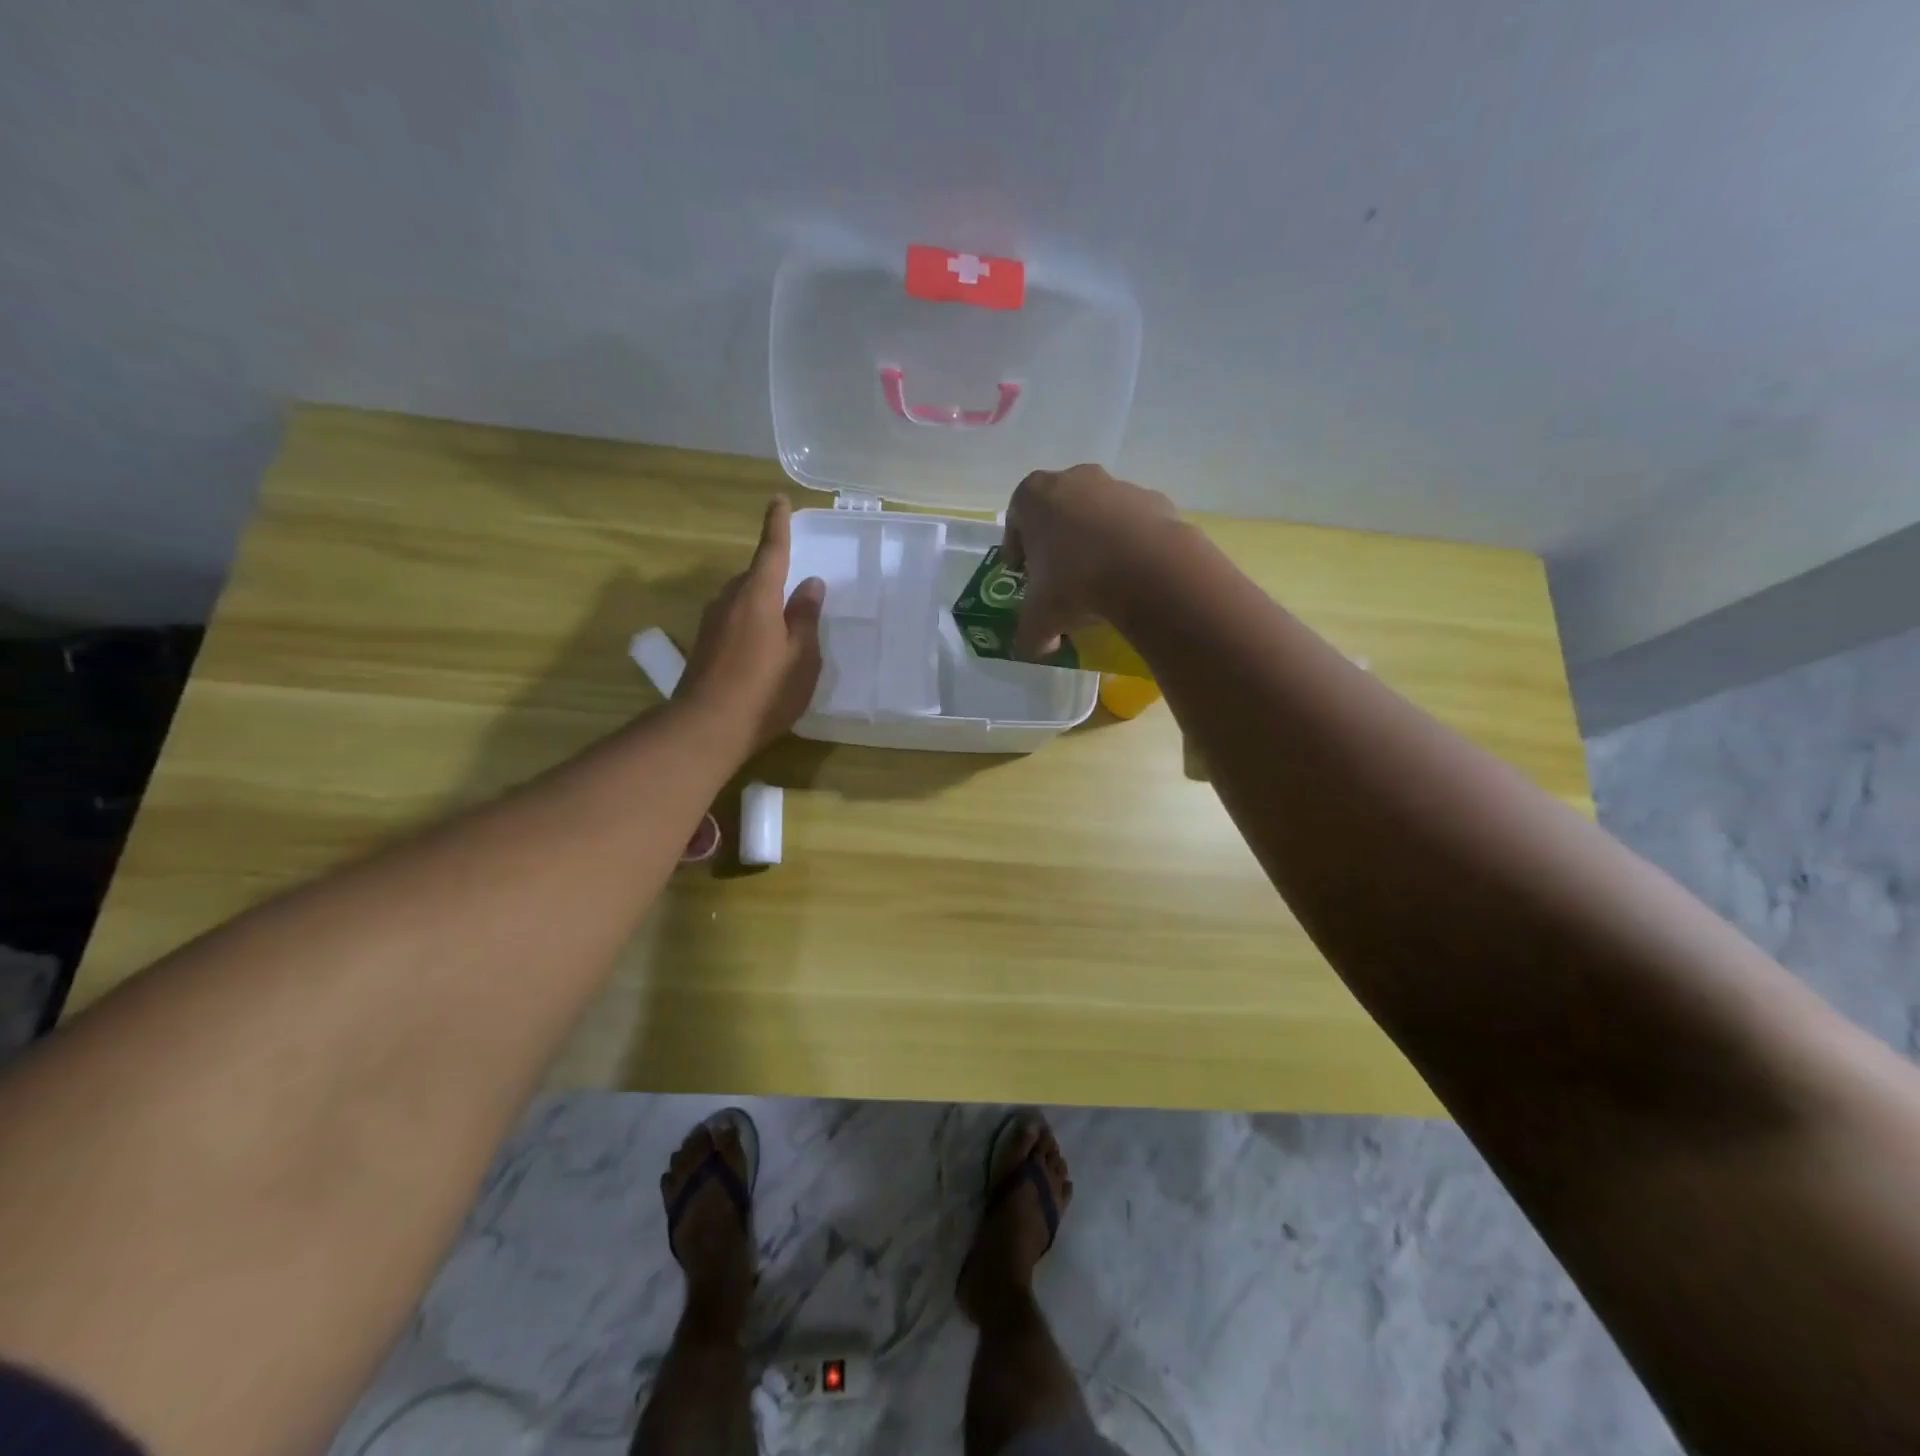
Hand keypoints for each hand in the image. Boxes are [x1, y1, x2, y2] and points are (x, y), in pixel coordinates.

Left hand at [679, 497, 825, 752]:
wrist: (706, 728)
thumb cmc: (765, 691)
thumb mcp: (801, 657)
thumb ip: (806, 618)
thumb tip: (811, 583)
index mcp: (758, 597)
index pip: (771, 551)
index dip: (777, 525)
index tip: (778, 500)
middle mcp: (730, 601)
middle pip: (754, 577)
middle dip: (774, 576)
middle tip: (797, 593)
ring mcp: (712, 623)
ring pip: (742, 600)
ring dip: (761, 604)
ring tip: (783, 628)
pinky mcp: (703, 645)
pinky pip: (733, 620)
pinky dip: (750, 623)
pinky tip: (761, 649)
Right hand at [1001, 465, 1179, 659]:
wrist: (1149, 570)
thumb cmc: (1075, 583)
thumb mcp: (1039, 620)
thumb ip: (1029, 635)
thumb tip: (1037, 649)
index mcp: (1035, 496)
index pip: (1016, 518)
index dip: (1017, 548)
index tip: (1024, 573)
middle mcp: (1075, 479)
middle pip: (1058, 511)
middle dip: (1057, 542)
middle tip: (1059, 578)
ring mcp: (1118, 486)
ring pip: (1098, 515)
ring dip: (1095, 542)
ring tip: (1100, 582)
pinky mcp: (1155, 501)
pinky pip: (1133, 526)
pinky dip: (1129, 546)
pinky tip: (1132, 577)